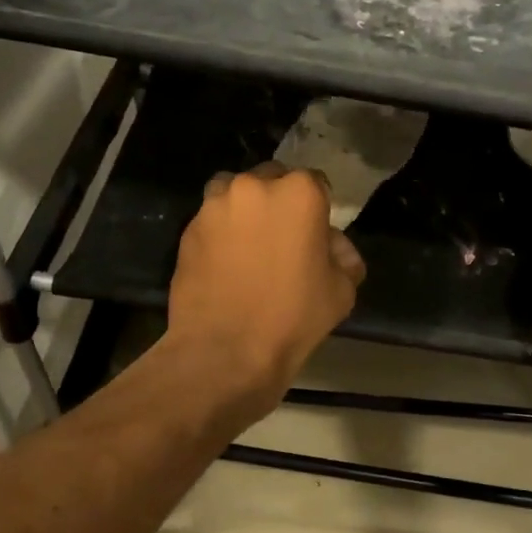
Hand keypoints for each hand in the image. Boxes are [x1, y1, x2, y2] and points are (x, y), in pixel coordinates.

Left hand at [166, 163, 365, 419]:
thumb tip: (333, 247)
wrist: (225, 352)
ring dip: (246, 209)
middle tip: (284, 237)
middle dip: (280, 201)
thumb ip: (343, 256)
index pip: (317, 183)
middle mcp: (254, 186)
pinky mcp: (188, 228)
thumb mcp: (341, 290)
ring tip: (251, 244)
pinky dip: (221, 231)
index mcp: (299, 193)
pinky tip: (226, 262)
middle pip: (273, 179)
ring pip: (235, 192)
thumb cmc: (292, 318)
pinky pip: (212, 219)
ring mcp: (215, 205)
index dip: (319, 208)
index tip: (317, 233)